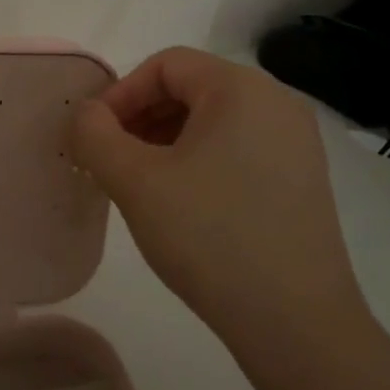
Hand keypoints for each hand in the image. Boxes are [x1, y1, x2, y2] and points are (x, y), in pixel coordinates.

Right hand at [70, 47, 367, 350]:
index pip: (165, 65)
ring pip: (213, 121)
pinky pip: (237, 148)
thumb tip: (87, 115)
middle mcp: (277, 103)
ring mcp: (296, 142)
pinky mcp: (302, 179)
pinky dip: (198, 160)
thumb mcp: (136, 182)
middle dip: (140, 117)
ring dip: (165, 141)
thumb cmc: (210, 238)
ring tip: (139, 184)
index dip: (120, 94)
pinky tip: (180, 202)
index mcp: (242, 89)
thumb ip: (95, 135)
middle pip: (191, 88)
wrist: (297, 324)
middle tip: (110, 160)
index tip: (94, 137)